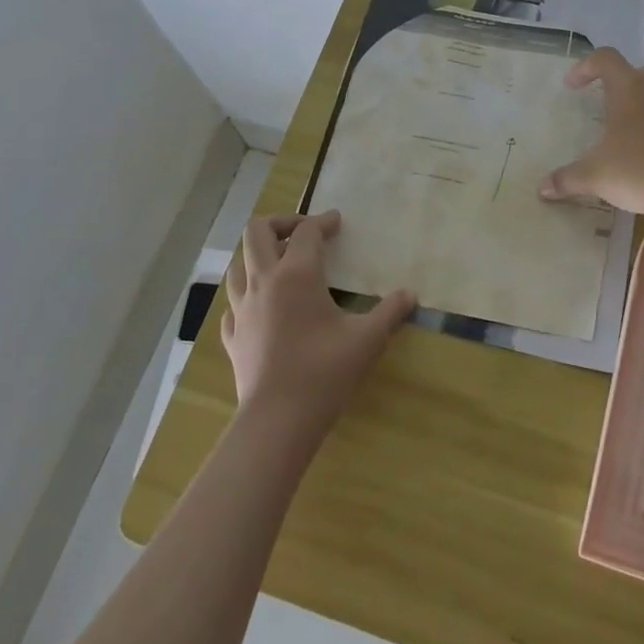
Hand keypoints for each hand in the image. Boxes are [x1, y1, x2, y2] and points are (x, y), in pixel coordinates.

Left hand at [220, 211, 415, 437]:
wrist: (278, 421)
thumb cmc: (325, 372)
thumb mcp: (367, 339)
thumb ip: (390, 311)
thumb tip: (411, 294)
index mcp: (296, 274)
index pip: (306, 231)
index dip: (323, 222)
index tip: (338, 222)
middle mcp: (263, 281)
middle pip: (256, 231)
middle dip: (280, 223)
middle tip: (303, 233)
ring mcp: (242, 309)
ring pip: (237, 265)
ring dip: (257, 256)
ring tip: (280, 264)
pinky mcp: (233, 336)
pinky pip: (233, 304)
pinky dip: (246, 295)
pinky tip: (261, 307)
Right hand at [538, 49, 643, 215]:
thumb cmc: (638, 170)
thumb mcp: (594, 175)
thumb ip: (567, 179)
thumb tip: (543, 188)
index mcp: (629, 89)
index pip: (606, 59)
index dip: (586, 67)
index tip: (572, 87)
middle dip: (639, 74)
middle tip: (620, 95)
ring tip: (632, 124)